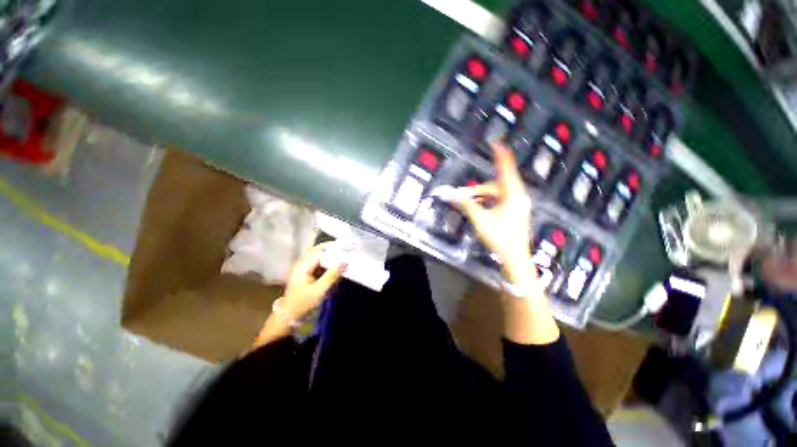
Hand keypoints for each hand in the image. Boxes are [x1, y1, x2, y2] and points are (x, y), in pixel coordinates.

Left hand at [280, 241, 346, 320]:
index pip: (321, 250)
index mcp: (303, 265)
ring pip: (321, 258)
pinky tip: (338, 269)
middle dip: (334, 250)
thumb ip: (332, 275)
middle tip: (349, 250)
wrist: (288, 319)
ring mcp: (306, 270)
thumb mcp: (319, 291)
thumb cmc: (302, 305)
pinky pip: (321, 266)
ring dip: (332, 257)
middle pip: (320, 251)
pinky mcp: (309, 276)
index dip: (334, 247)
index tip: (348, 247)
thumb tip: (345, 261)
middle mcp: (304, 264)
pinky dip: (330, 265)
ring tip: (346, 257)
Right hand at [453, 141, 534, 284]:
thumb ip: (466, 204)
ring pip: (497, 194)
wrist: (514, 256)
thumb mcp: (480, 219)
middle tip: (464, 194)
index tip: (496, 143)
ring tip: (470, 204)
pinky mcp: (515, 212)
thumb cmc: (500, 237)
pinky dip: (488, 202)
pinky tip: (480, 209)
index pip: (506, 169)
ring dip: (482, 197)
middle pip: (496, 185)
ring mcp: (517, 205)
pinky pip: (500, 201)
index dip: (500, 155)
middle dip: (479, 189)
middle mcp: (517, 197)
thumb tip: (452, 194)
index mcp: (512, 195)